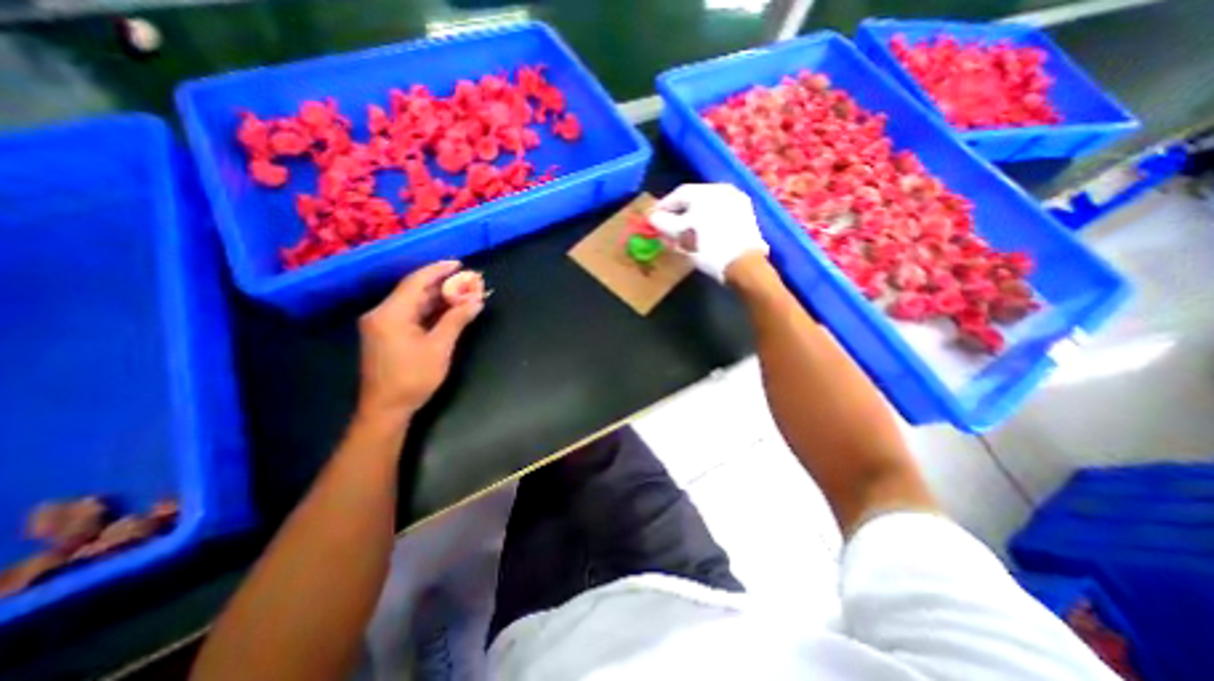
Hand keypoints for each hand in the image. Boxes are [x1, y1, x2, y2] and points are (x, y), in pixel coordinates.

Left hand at [356, 260, 485, 424]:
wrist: (386, 408)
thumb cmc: (413, 378)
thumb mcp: (439, 347)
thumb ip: (456, 320)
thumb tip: (476, 301)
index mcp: (390, 314)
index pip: (415, 282)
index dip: (438, 271)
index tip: (459, 264)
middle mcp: (382, 313)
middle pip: (415, 291)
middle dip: (442, 285)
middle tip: (467, 281)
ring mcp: (383, 324)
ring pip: (414, 303)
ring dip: (438, 298)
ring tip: (463, 293)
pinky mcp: (387, 334)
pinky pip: (411, 315)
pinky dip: (430, 311)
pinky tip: (448, 309)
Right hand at [650, 180, 760, 281]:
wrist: (743, 264)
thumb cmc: (708, 246)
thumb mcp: (680, 234)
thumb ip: (662, 222)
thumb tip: (652, 216)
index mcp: (707, 190)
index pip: (678, 194)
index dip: (663, 206)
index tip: (653, 218)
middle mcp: (724, 190)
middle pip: (694, 201)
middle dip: (677, 215)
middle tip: (667, 228)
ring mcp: (738, 203)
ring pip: (707, 209)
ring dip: (692, 220)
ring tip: (684, 235)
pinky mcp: (746, 218)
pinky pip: (719, 217)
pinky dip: (707, 224)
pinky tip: (703, 237)